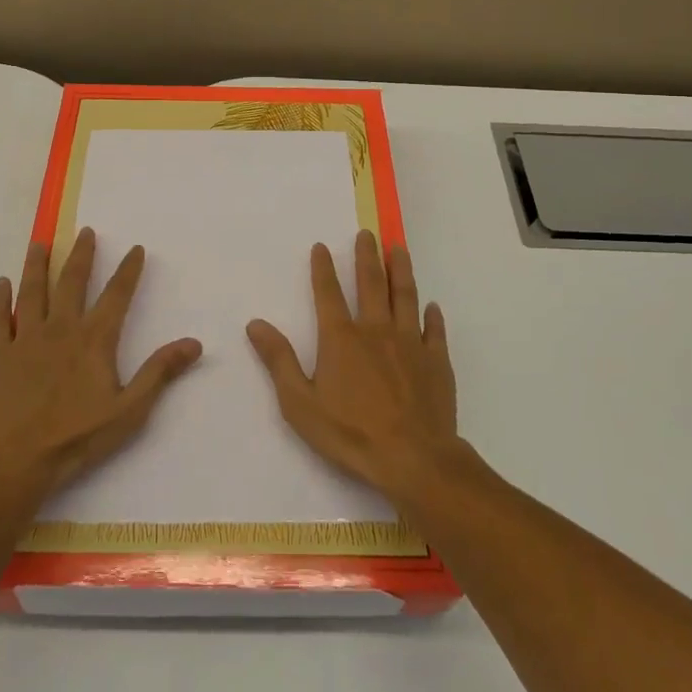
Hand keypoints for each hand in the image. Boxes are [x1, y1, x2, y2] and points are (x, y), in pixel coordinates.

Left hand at [0, 228, 202, 499]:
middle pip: (72, 282)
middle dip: (82, 255)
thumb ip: (160, 372)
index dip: (128, 270)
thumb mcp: (129, 410)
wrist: (14, 461)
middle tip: (86, 231)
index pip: (117, 295)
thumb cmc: (76, 438)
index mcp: (94, 340)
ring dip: (37, 265)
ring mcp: (25, 339)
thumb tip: (194, 342)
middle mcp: (60, 328)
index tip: (135, 248)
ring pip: (32, 291)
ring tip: (40, 242)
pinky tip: (1, 283)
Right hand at [246, 229, 460, 502]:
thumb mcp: (300, 403)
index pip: (328, 293)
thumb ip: (279, 360)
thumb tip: (255, 323)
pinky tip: (432, 306)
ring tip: (399, 249)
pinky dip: (432, 316)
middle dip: (367, 256)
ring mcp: (410, 343)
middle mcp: (376, 331)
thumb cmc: (350, 433)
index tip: (322, 246)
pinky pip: (434, 330)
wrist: (413, 458)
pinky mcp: (436, 361)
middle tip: (368, 233)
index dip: (323, 268)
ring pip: (405, 296)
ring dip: (401, 270)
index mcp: (341, 338)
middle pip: (371, 284)